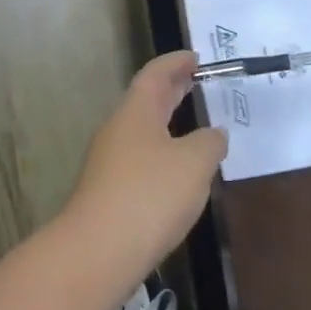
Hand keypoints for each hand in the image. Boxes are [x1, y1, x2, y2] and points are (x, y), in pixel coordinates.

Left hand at [60, 52, 227, 296]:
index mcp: (136, 112)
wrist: (97, 252)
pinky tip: (176, 174)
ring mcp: (109, 163)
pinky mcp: (108, 194)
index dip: (175, 63)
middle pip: (145, 101)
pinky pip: (139, 161)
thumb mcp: (194, 164)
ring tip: (192, 128)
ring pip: (141, 132)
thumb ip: (209, 143)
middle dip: (171, 90)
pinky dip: (160, 155)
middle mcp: (118, 131)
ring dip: (166, 125)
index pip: (154, 75)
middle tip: (195, 82)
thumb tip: (214, 134)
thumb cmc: (149, 195)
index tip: (195, 57)